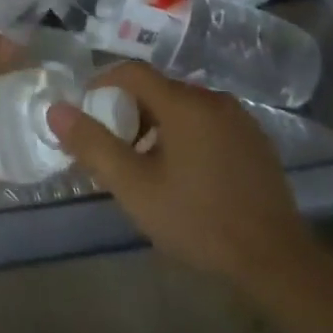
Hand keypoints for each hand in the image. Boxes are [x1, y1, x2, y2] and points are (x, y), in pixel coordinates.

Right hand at [47, 62, 318, 284]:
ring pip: (185, 107)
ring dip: (160, 125)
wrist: (276, 261)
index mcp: (182, 102)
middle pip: (159, 89)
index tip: (87, 110)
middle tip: (116, 147)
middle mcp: (212, 98)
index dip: (103, 83)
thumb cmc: (198, 220)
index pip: (132, 71)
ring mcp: (239, 119)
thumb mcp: (134, 188)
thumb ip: (93, 145)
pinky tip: (188, 175)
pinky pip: (209, 123)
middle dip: (131, 111)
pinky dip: (188, 136)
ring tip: (148, 166)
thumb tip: (56, 110)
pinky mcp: (256, 141)